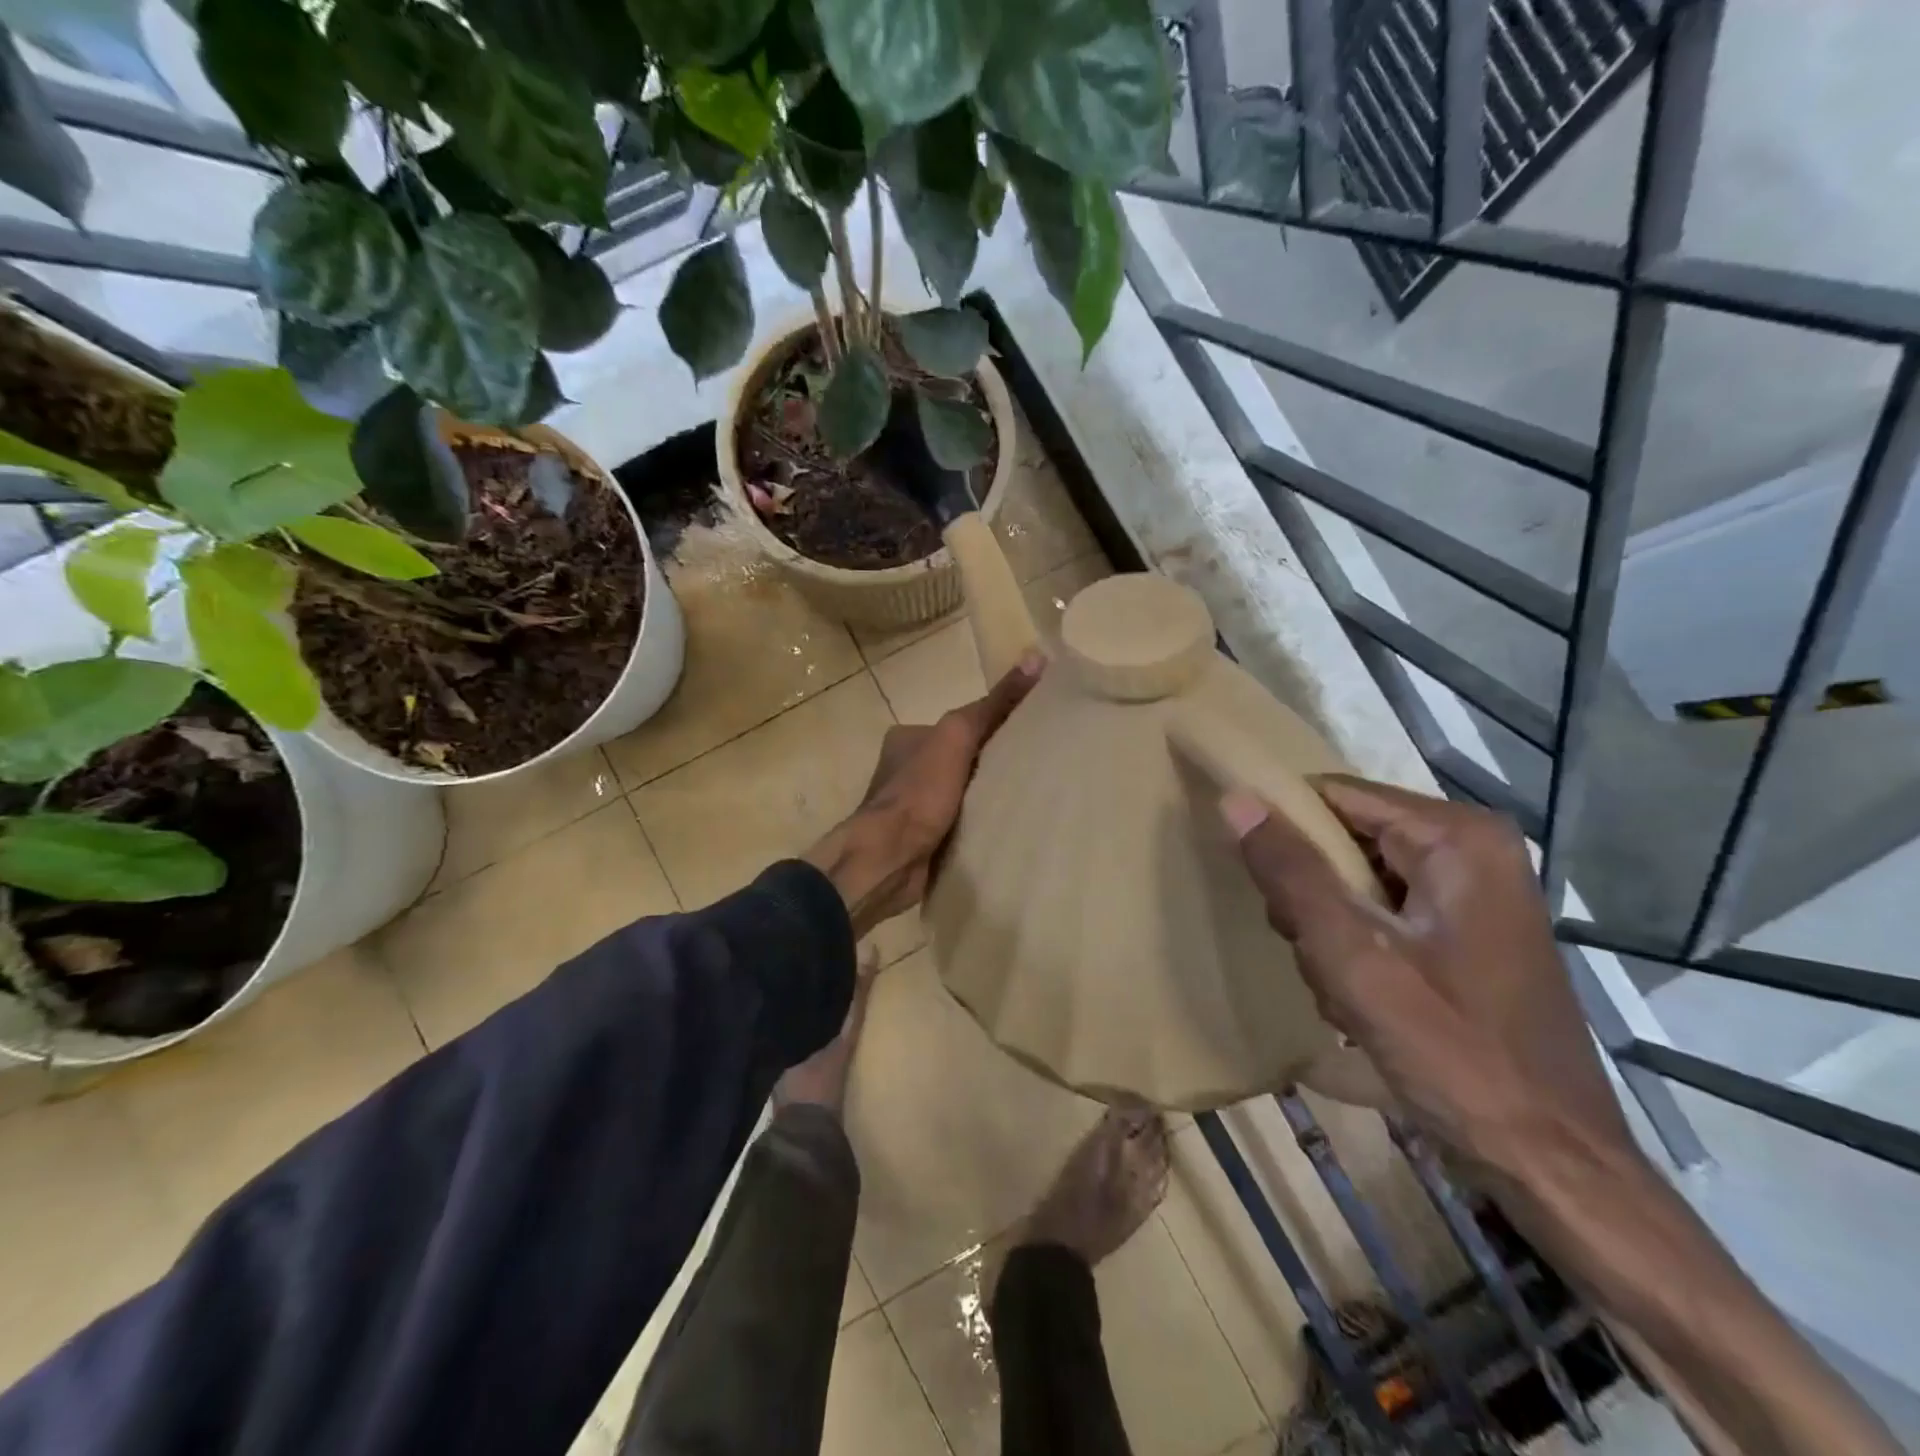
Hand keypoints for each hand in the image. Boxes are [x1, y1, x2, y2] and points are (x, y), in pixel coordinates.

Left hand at [805, 654, 1042, 935]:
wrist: (889, 859)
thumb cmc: (919, 792)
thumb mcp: (959, 735)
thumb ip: (994, 703)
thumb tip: (1036, 658)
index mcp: (907, 737)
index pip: (960, 724)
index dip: (993, 727)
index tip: (1029, 736)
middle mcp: (905, 768)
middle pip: (961, 759)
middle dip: (990, 765)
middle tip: (1031, 773)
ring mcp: (910, 807)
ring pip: (960, 794)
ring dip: (984, 798)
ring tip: (1023, 802)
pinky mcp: (920, 839)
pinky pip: (957, 824)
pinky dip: (976, 825)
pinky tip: (1002, 829)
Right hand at [1219, 775, 1634, 1177]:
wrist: (1550, 1162)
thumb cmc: (1455, 1053)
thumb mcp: (1355, 958)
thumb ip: (1292, 873)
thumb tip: (1235, 798)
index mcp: (1456, 837)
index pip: (1333, 796)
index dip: (1284, 829)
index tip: (1259, 883)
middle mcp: (1470, 850)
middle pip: (1344, 839)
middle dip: (1311, 896)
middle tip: (1313, 952)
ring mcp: (1470, 893)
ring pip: (1353, 880)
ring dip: (1328, 932)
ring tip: (1341, 988)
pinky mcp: (1463, 933)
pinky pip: (1379, 914)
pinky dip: (1355, 951)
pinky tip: (1360, 999)